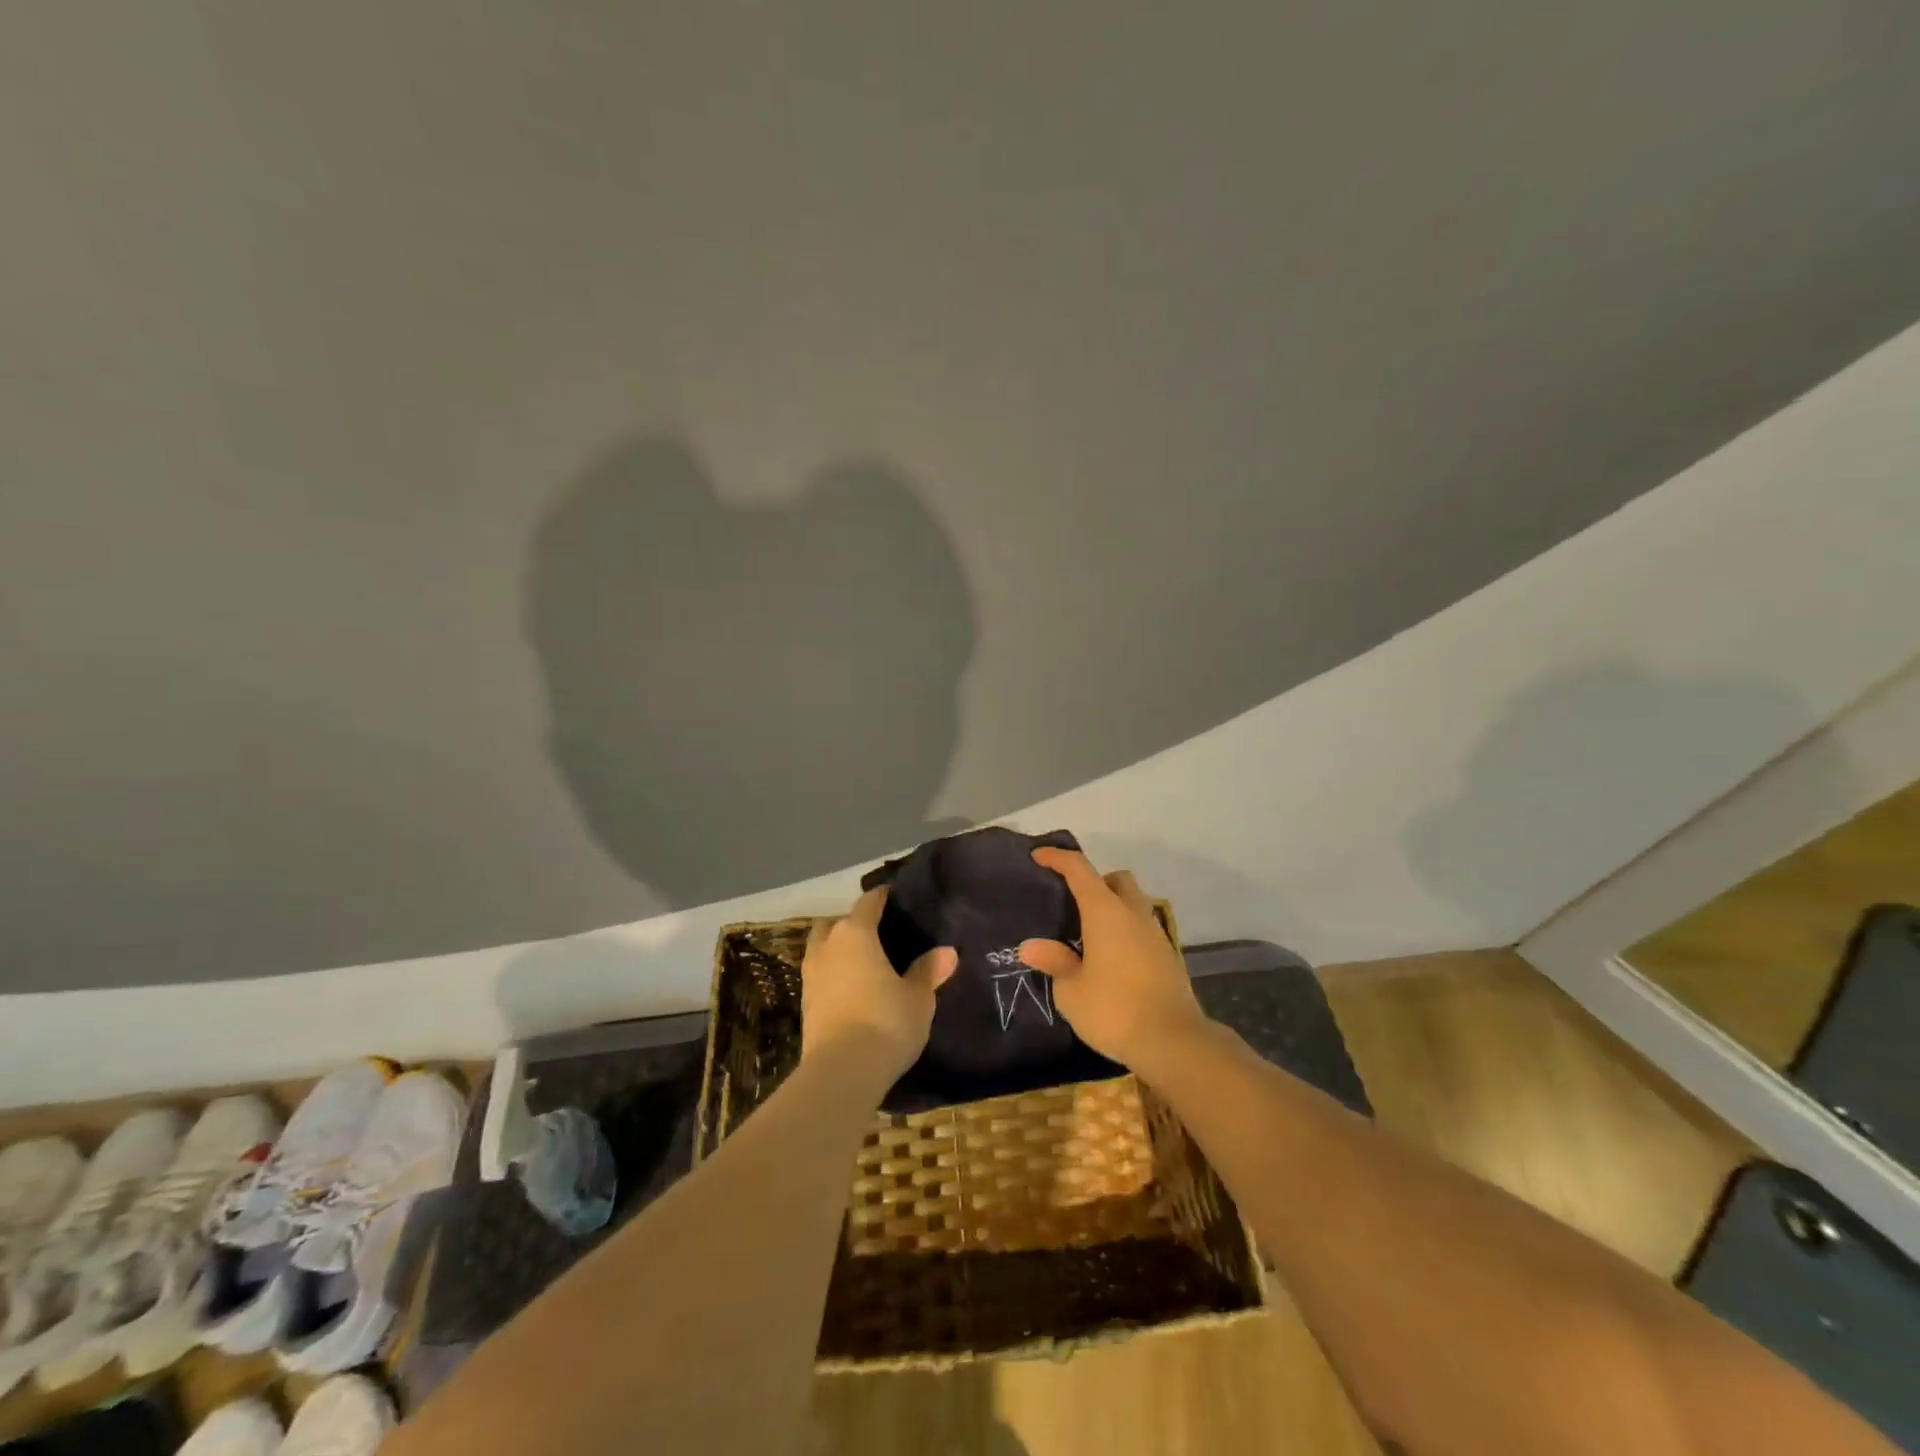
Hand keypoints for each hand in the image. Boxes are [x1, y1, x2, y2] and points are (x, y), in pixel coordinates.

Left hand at [801, 888, 956, 1080]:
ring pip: (823, 948)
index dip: (883, 897)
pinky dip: (834, 976)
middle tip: (879, 936)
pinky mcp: (804, 1003)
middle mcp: (827, 946)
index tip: (896, 897)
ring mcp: (810, 975)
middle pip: (837, 922)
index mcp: (855, 933)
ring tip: (865, 964)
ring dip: (838, 951)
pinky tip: (852, 990)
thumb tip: (948, 952)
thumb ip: (928, 971)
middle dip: (854, 924)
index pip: (869, 902)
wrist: (841, 1072)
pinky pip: (820, 975)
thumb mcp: (918, 998)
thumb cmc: (885, 1022)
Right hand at [1019, 849, 1209, 1071]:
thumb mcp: (1071, 991)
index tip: (1039, 856)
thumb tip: (1032, 946)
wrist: (1174, 1042)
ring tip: (1089, 934)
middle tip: (1073, 902)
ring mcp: (1155, 934)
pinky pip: (1142, 928)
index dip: (1058, 858)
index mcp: (1105, 912)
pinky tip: (1111, 958)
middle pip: (1116, 879)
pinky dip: (1126, 931)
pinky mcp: (1168, 957)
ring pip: (1134, 903)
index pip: (1079, 869)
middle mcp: (1133, 914)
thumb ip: (1054, 962)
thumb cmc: (1114, 1010)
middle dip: (1095, 881)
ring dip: (1113, 907)